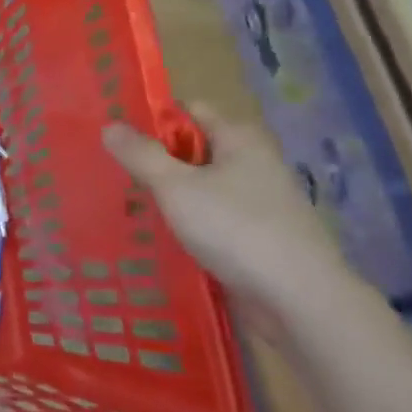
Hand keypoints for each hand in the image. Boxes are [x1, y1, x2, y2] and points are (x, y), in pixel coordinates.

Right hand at [103, 106, 358, 329]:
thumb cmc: (236, 229)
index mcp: (239, 138)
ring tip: (130, 206)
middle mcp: (254, 163)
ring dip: (172, 195)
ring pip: (203, 187)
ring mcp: (260, 202)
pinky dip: (190, 223)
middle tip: (115, 173)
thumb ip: (141, 155)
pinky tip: (163, 237)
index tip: (119, 136)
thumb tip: (110, 126)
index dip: (154, 118)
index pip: (190, 110)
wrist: (300, 300)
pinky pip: (215, 218)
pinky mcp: (260, 237)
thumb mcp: (176, 187)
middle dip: (158, 160)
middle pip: (195, 149)